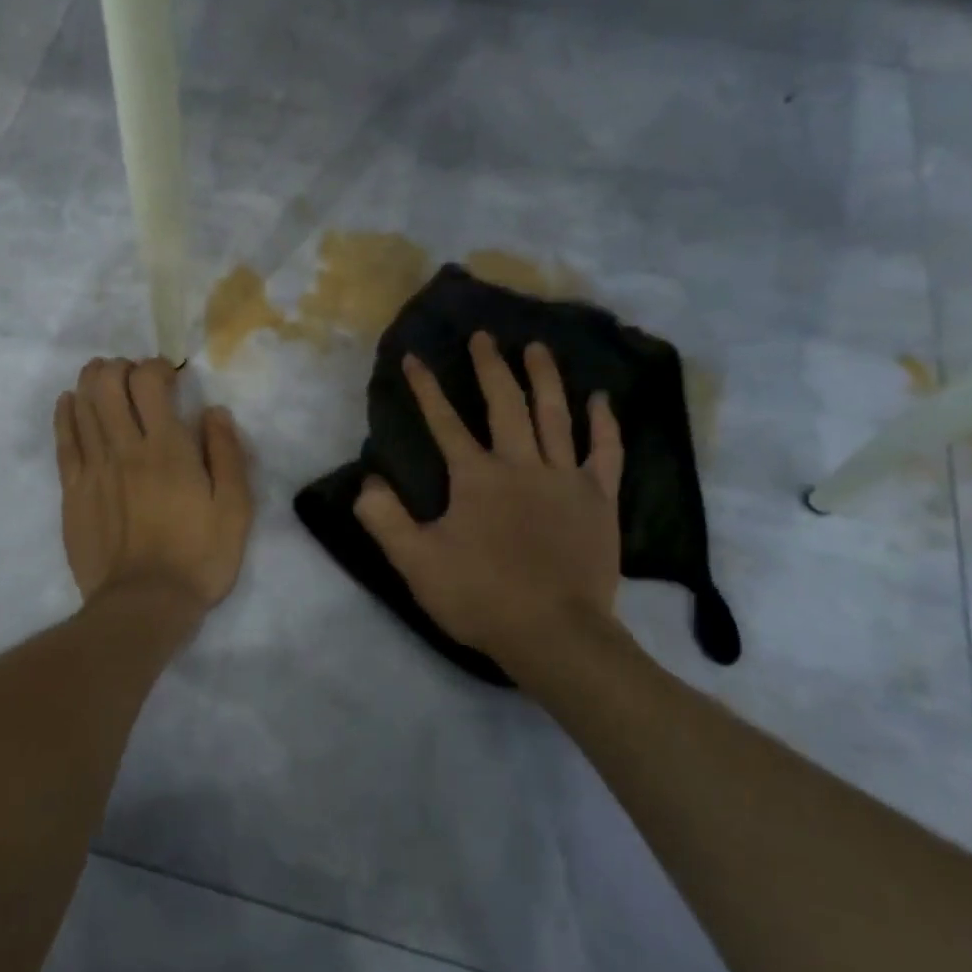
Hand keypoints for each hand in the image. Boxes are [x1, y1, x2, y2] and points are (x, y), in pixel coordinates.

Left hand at [54, 357, 253, 610]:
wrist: (144, 605)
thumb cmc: (198, 556)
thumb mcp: (235, 508)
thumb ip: (227, 454)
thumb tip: (214, 411)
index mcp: (167, 448)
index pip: (148, 382)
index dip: (156, 367)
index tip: (170, 377)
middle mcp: (124, 448)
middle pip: (107, 384)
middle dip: (119, 367)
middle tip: (134, 377)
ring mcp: (93, 468)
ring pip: (82, 405)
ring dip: (92, 381)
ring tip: (105, 379)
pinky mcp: (72, 491)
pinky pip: (63, 440)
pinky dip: (65, 413)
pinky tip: (70, 401)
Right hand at [354, 333, 628, 679]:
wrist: (555, 635)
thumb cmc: (481, 597)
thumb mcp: (416, 563)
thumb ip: (385, 519)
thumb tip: (367, 482)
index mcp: (476, 477)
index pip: (444, 422)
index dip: (426, 388)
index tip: (414, 357)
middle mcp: (521, 465)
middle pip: (505, 404)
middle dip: (490, 367)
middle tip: (484, 336)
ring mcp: (565, 479)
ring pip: (555, 416)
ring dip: (544, 378)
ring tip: (537, 348)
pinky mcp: (599, 499)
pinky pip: (604, 452)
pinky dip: (603, 423)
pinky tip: (601, 399)